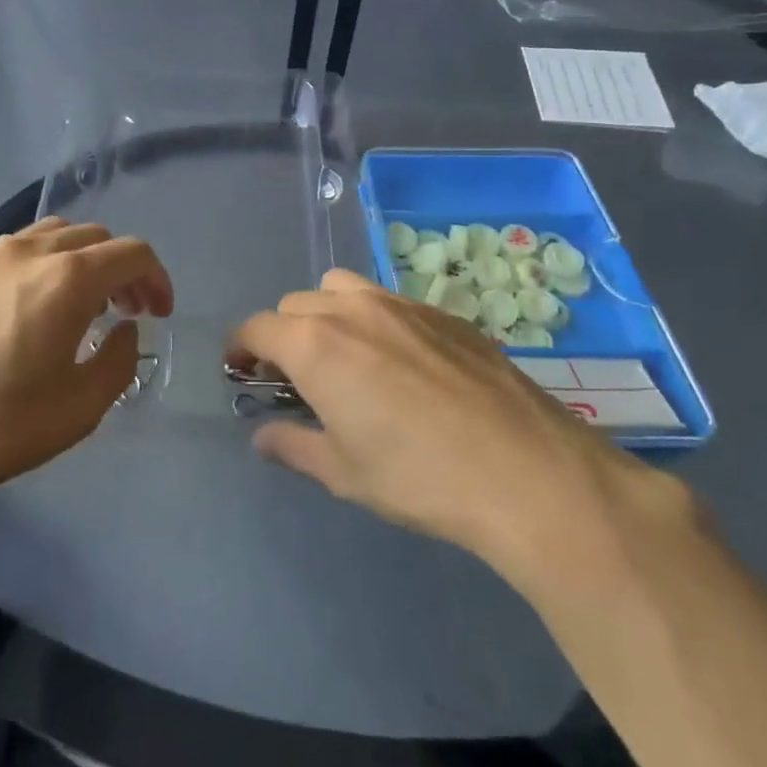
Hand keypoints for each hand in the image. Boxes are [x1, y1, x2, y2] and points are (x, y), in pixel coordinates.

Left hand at [0, 218, 173, 503]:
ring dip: (87, 259)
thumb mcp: (81, 407)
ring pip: (60, 234)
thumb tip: (124, 329)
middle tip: (129, 312)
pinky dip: (52, 261)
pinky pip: (26, 246)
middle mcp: (33, 251)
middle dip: (124, 270)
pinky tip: (44, 302)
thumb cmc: (2, 424)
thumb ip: (120, 359)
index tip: (159, 314)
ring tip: (87, 304)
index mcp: (68, 279)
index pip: (132, 253)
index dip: (156, 279)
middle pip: (98, 237)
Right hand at [231, 269, 689, 598]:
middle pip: (296, 303)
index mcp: (315, 343)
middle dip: (284, 334)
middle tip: (296, 376)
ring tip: (345, 356)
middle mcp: (351, 309)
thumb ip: (293, 446)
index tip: (239, 370)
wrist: (528, 473)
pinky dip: (373, 319)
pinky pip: (389, 300)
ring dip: (326, 314)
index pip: (256, 327)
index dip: (239, 347)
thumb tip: (263, 436)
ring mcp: (402, 304)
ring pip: (342, 289)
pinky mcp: (444, 313)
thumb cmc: (420, 478)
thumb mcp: (344, 472)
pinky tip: (401, 363)